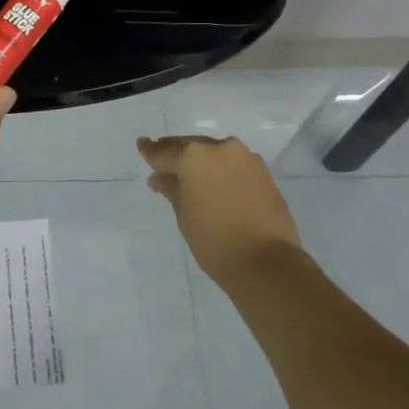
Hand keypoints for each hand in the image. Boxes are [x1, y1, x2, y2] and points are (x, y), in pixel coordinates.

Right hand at [137, 135, 306, 284]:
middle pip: (190, 146)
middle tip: (162, 162)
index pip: (164, 151)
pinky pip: (233, 163)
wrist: (267, 263)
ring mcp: (245, 158)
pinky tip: (214, 181)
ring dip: (200, 160)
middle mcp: (219, 148)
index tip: (142, 145)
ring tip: (188, 174)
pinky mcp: (263, 172)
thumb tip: (160, 177)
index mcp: (194, 156)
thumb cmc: (214, 240)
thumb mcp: (184, 214)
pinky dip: (220, 168)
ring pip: (214, 152)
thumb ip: (171, 189)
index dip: (150, 151)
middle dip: (176, 154)